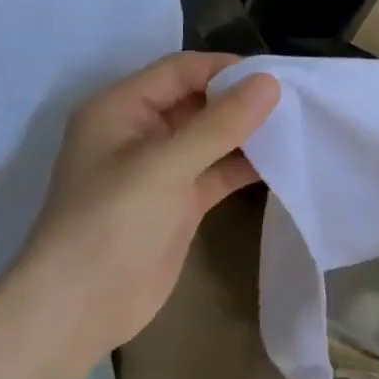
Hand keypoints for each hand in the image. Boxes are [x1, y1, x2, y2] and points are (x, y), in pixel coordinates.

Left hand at [7, 53, 279, 350]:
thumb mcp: (164, 166)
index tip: (278, 78)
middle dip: (243, 101)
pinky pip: (218, 172)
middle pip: (199, 101)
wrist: (80, 308)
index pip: (181, 71)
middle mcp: (141, 131)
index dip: (227, 70)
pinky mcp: (179, 202)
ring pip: (212, 138)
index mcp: (122, 108)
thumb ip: (219, 124)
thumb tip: (270, 83)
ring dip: (248, 134)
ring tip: (298, 129)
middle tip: (297, 103)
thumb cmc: (111, 224)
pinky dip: (246, 166)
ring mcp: (161, 169)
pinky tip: (283, 163)